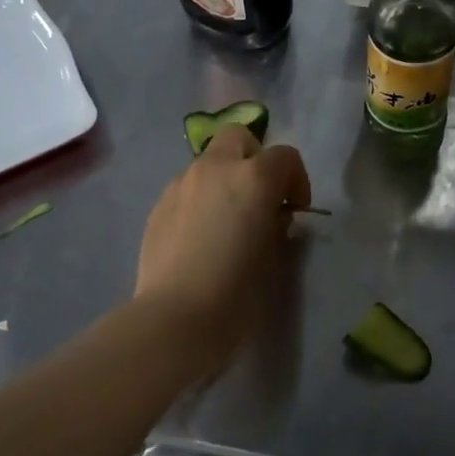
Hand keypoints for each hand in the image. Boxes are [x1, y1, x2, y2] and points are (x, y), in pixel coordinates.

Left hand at [135, 126, 310, 374]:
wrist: (176, 317)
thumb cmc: (237, 291)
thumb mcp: (275, 257)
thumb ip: (278, 225)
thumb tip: (273, 216)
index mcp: (253, 178)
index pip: (285, 156)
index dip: (296, 180)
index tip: (295, 210)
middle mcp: (216, 169)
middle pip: (238, 138)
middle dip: (254, 158)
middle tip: (259, 197)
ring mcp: (181, 184)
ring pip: (209, 162)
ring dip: (224, 178)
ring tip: (226, 219)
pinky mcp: (158, 205)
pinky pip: (187, 188)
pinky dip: (200, 198)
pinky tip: (199, 235)